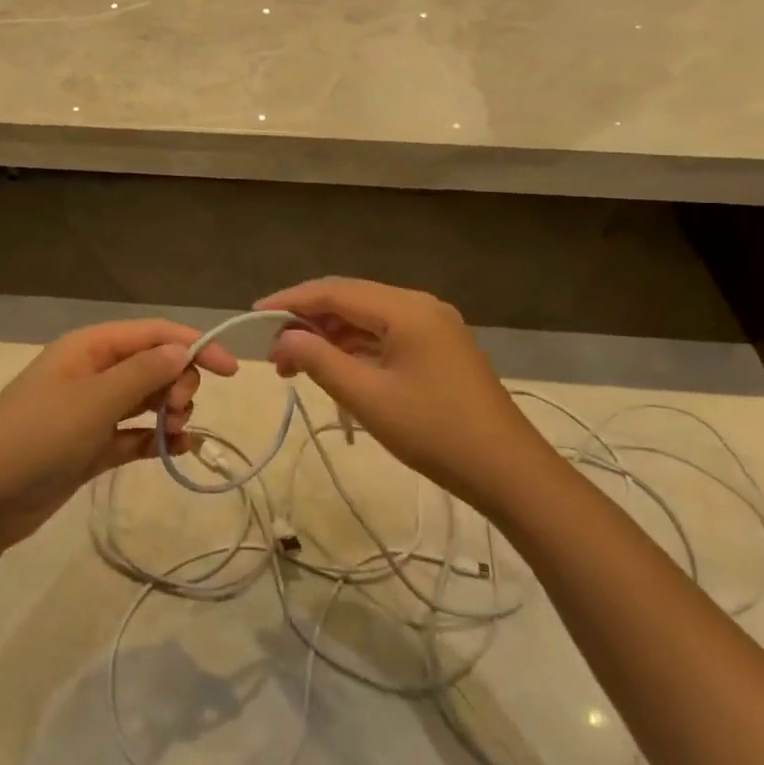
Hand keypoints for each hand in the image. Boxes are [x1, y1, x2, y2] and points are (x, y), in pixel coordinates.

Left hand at [0, 320, 238, 548]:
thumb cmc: (38, 437)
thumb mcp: (94, 400)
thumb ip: (143, 373)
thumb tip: (183, 349)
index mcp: (89, 348)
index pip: (153, 334)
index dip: (194, 344)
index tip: (231, 371)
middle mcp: (93, 372)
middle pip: (153, 364)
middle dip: (178, 382)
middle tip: (180, 410)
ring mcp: (91, 411)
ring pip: (147, 399)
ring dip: (170, 412)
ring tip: (175, 434)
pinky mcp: (91, 446)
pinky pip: (135, 434)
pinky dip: (156, 439)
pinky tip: (177, 450)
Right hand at [256, 278, 546, 501]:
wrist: (509, 472)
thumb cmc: (435, 433)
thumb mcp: (367, 398)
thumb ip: (319, 361)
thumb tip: (282, 339)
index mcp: (406, 309)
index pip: (334, 291)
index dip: (290, 301)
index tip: (254, 315)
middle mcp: (419, 305)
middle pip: (349, 300)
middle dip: (307, 322)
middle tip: (274, 355)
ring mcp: (432, 325)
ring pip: (366, 319)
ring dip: (329, 338)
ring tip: (295, 368)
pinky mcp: (437, 347)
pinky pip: (385, 335)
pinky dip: (354, 349)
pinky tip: (334, 371)